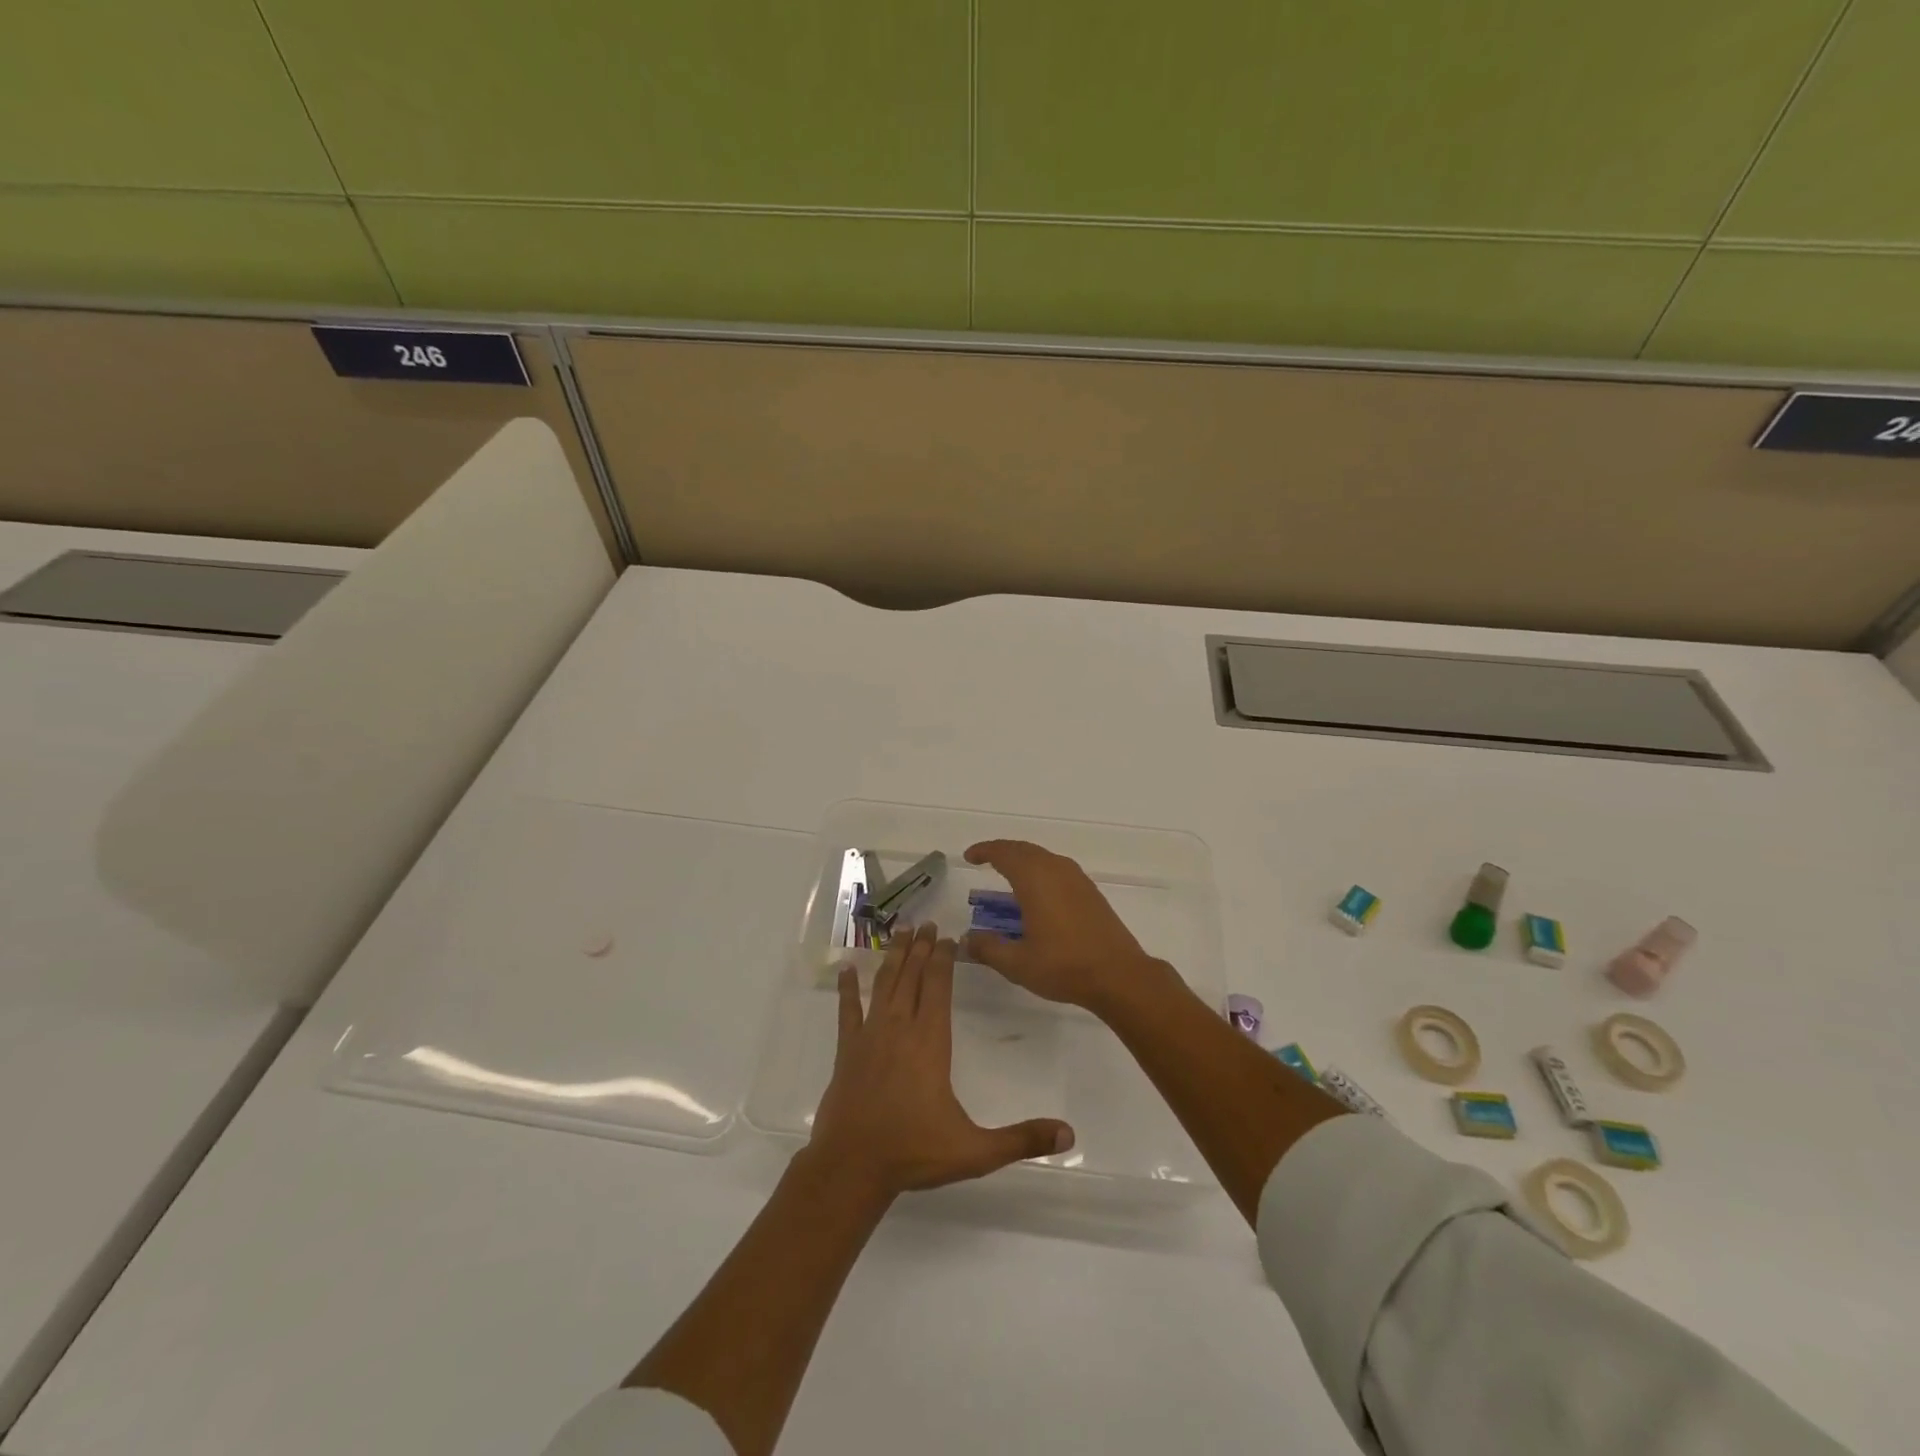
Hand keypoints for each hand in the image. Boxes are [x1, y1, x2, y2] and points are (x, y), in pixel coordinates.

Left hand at [806, 922, 1074, 1199]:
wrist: (852, 1168)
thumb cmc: (914, 1153)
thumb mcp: (975, 1151)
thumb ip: (1021, 1139)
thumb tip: (1069, 1135)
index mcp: (930, 1042)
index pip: (938, 987)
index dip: (944, 959)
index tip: (948, 937)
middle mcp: (900, 1028)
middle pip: (912, 976)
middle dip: (921, 948)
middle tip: (926, 923)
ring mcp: (870, 1036)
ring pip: (883, 984)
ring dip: (893, 957)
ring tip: (900, 932)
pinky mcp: (847, 1050)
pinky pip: (847, 1010)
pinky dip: (847, 988)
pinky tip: (846, 969)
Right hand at [961, 840, 1168, 1012]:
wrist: (1119, 975)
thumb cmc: (1064, 966)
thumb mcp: (1017, 963)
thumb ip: (988, 948)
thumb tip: (967, 940)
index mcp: (1035, 879)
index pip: (1004, 853)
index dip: (985, 851)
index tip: (970, 856)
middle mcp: (1056, 869)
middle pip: (1024, 849)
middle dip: (1002, 851)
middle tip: (985, 860)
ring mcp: (1077, 879)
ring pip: (1043, 857)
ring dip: (1023, 860)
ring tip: (1008, 874)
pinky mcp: (1090, 891)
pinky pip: (1058, 869)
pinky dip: (1040, 871)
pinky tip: (1037, 892)